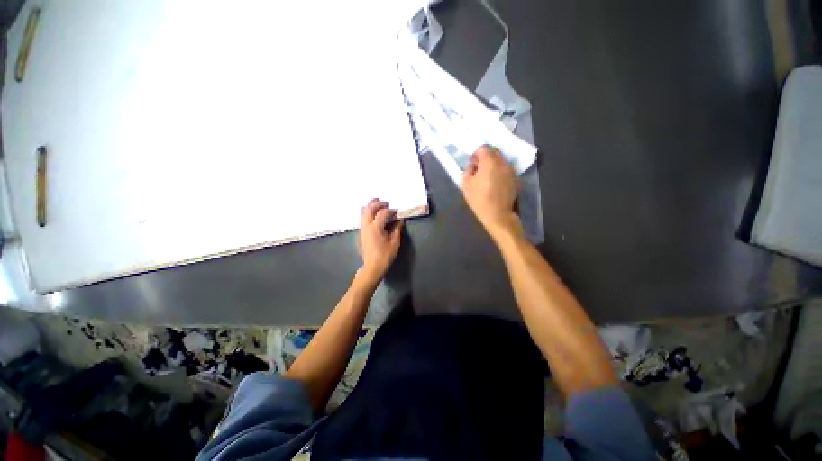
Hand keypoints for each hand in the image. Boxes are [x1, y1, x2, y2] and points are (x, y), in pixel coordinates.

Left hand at [358, 198, 403, 282]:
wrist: (372, 267)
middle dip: (377, 203)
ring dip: (371, 206)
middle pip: (369, 209)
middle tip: (386, 202)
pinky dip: (368, 212)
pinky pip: (362, 217)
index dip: (390, 210)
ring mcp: (362, 229)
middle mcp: (366, 226)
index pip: (382, 213)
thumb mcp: (394, 243)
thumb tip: (400, 220)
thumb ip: (397, 229)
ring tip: (378, 204)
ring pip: (363, 212)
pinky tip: (374, 214)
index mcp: (375, 228)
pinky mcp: (361, 232)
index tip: (397, 212)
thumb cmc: (385, 256)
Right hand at [462, 145, 521, 237]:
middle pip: (495, 152)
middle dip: (486, 157)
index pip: (484, 148)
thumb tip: (473, 164)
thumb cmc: (479, 200)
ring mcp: (512, 171)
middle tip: (479, 169)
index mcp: (490, 163)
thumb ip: (468, 170)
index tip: (473, 163)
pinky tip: (496, 184)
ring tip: (487, 178)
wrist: (498, 215)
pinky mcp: (516, 179)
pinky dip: (500, 173)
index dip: (476, 154)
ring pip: (501, 161)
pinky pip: (506, 170)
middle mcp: (503, 163)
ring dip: (494, 165)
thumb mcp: (466, 185)